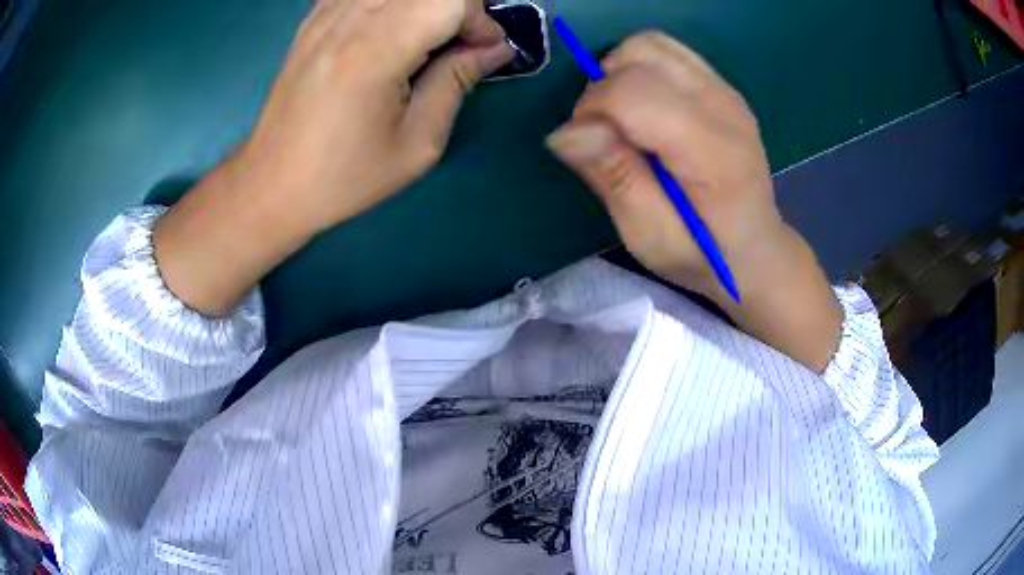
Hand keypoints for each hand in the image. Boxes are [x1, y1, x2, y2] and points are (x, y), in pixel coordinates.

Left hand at [238, 0, 514, 231]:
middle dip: (459, 9)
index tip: (485, 52)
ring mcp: (325, 15)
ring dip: (426, 6)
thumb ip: (457, 82)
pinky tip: (390, 31)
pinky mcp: (312, 20)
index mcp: (375, 51)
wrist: (272, 184)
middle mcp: (348, 19)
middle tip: (462, 45)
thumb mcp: (416, 144)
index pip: (450, 1)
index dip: (481, 20)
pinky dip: (391, 4)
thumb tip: (494, 49)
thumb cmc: (345, 176)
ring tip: (428, 40)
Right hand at [547, 32, 842, 372]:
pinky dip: (642, 69)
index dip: (592, 111)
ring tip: (626, 118)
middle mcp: (723, 105)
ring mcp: (726, 90)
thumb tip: (566, 129)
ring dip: (621, 72)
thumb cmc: (703, 254)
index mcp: (712, 149)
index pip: (633, 91)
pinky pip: (667, 52)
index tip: (589, 148)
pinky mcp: (721, 86)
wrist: (755, 249)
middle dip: (603, 86)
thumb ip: (614, 177)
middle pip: (640, 53)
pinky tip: (647, 107)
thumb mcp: (650, 235)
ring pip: (651, 44)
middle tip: (607, 133)